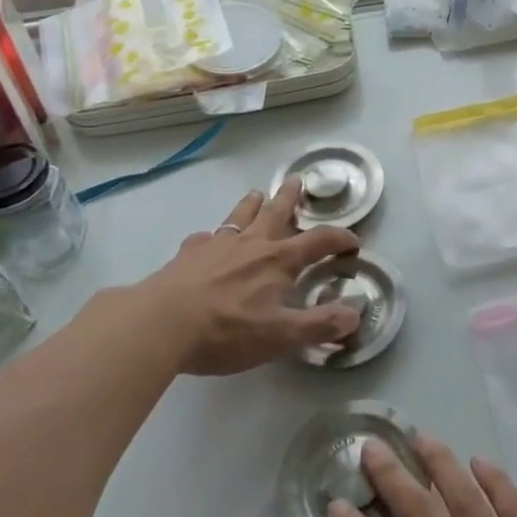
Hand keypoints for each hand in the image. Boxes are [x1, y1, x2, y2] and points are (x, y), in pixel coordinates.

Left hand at [143, 183, 361, 375]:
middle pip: (275, 213)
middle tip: (297, 179)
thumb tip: (355, 312)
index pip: (318, 242)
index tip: (353, 240)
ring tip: (256, 194)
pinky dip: (211, 237)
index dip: (339, 239)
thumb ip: (319, 324)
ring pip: (239, 217)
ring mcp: (217, 246)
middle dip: (290, 198)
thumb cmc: (227, 330)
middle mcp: (251, 244)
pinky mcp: (187, 255)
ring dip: (251, 204)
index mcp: (278, 261)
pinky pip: (204, 238)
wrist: (161, 323)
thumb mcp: (280, 336)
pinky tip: (206, 241)